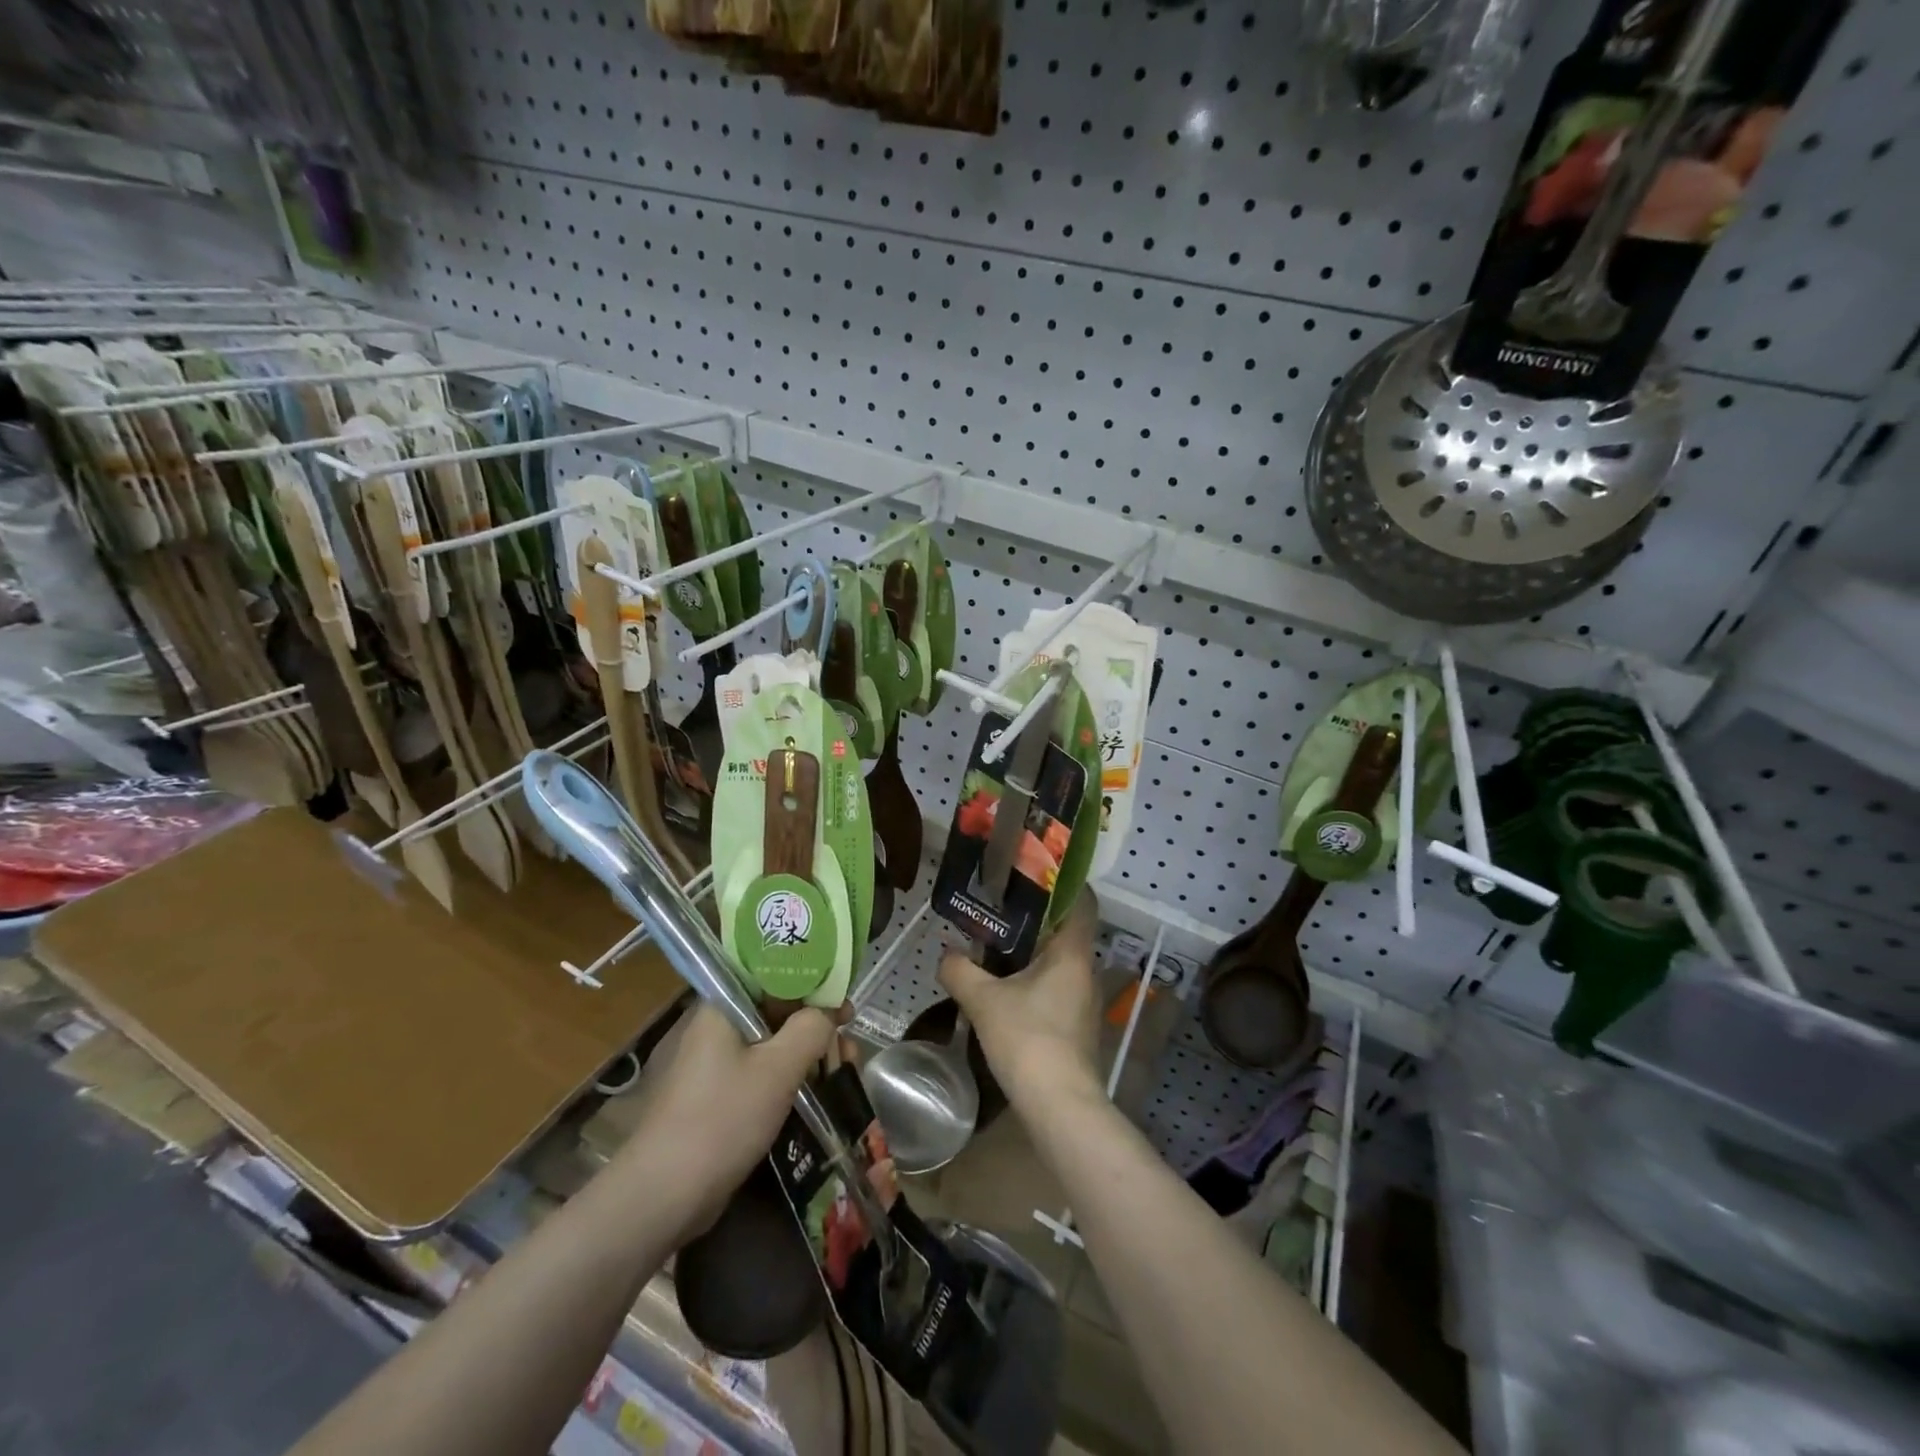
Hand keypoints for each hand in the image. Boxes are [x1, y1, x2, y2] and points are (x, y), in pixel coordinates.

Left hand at [616, 1003, 834, 1239]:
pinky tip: (816, 1092)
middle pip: (775, 1012)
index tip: (843, 1002)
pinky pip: (760, 1074)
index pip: (773, 976)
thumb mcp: (778, 1068)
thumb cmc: (723, 1118)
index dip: (812, 984)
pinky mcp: (716, 1097)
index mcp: (723, 1007)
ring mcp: (713, 1065)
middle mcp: (716, 1028)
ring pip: (771, 1046)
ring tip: (842, 1069)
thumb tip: (827, 1012)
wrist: (664, 1195)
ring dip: (807, 1054)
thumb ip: (811, 1028)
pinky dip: (789, 1078)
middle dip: (816, 1025)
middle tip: (849, 1043)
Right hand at [938, 891, 1101, 1106]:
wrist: (1058, 1105)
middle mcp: (1085, 971)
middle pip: (1065, 931)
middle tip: (999, 907)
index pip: (1080, 901)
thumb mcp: (984, 1000)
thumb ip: (961, 970)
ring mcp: (1084, 1001)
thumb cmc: (1027, 1039)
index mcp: (1071, 953)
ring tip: (995, 944)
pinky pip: (1056, 987)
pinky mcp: (1076, 1026)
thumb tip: (946, 954)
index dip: (1062, 883)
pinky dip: (1034, 979)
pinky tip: (1006, 988)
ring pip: (1059, 962)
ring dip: (1032, 952)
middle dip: (1035, 918)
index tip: (1032, 873)